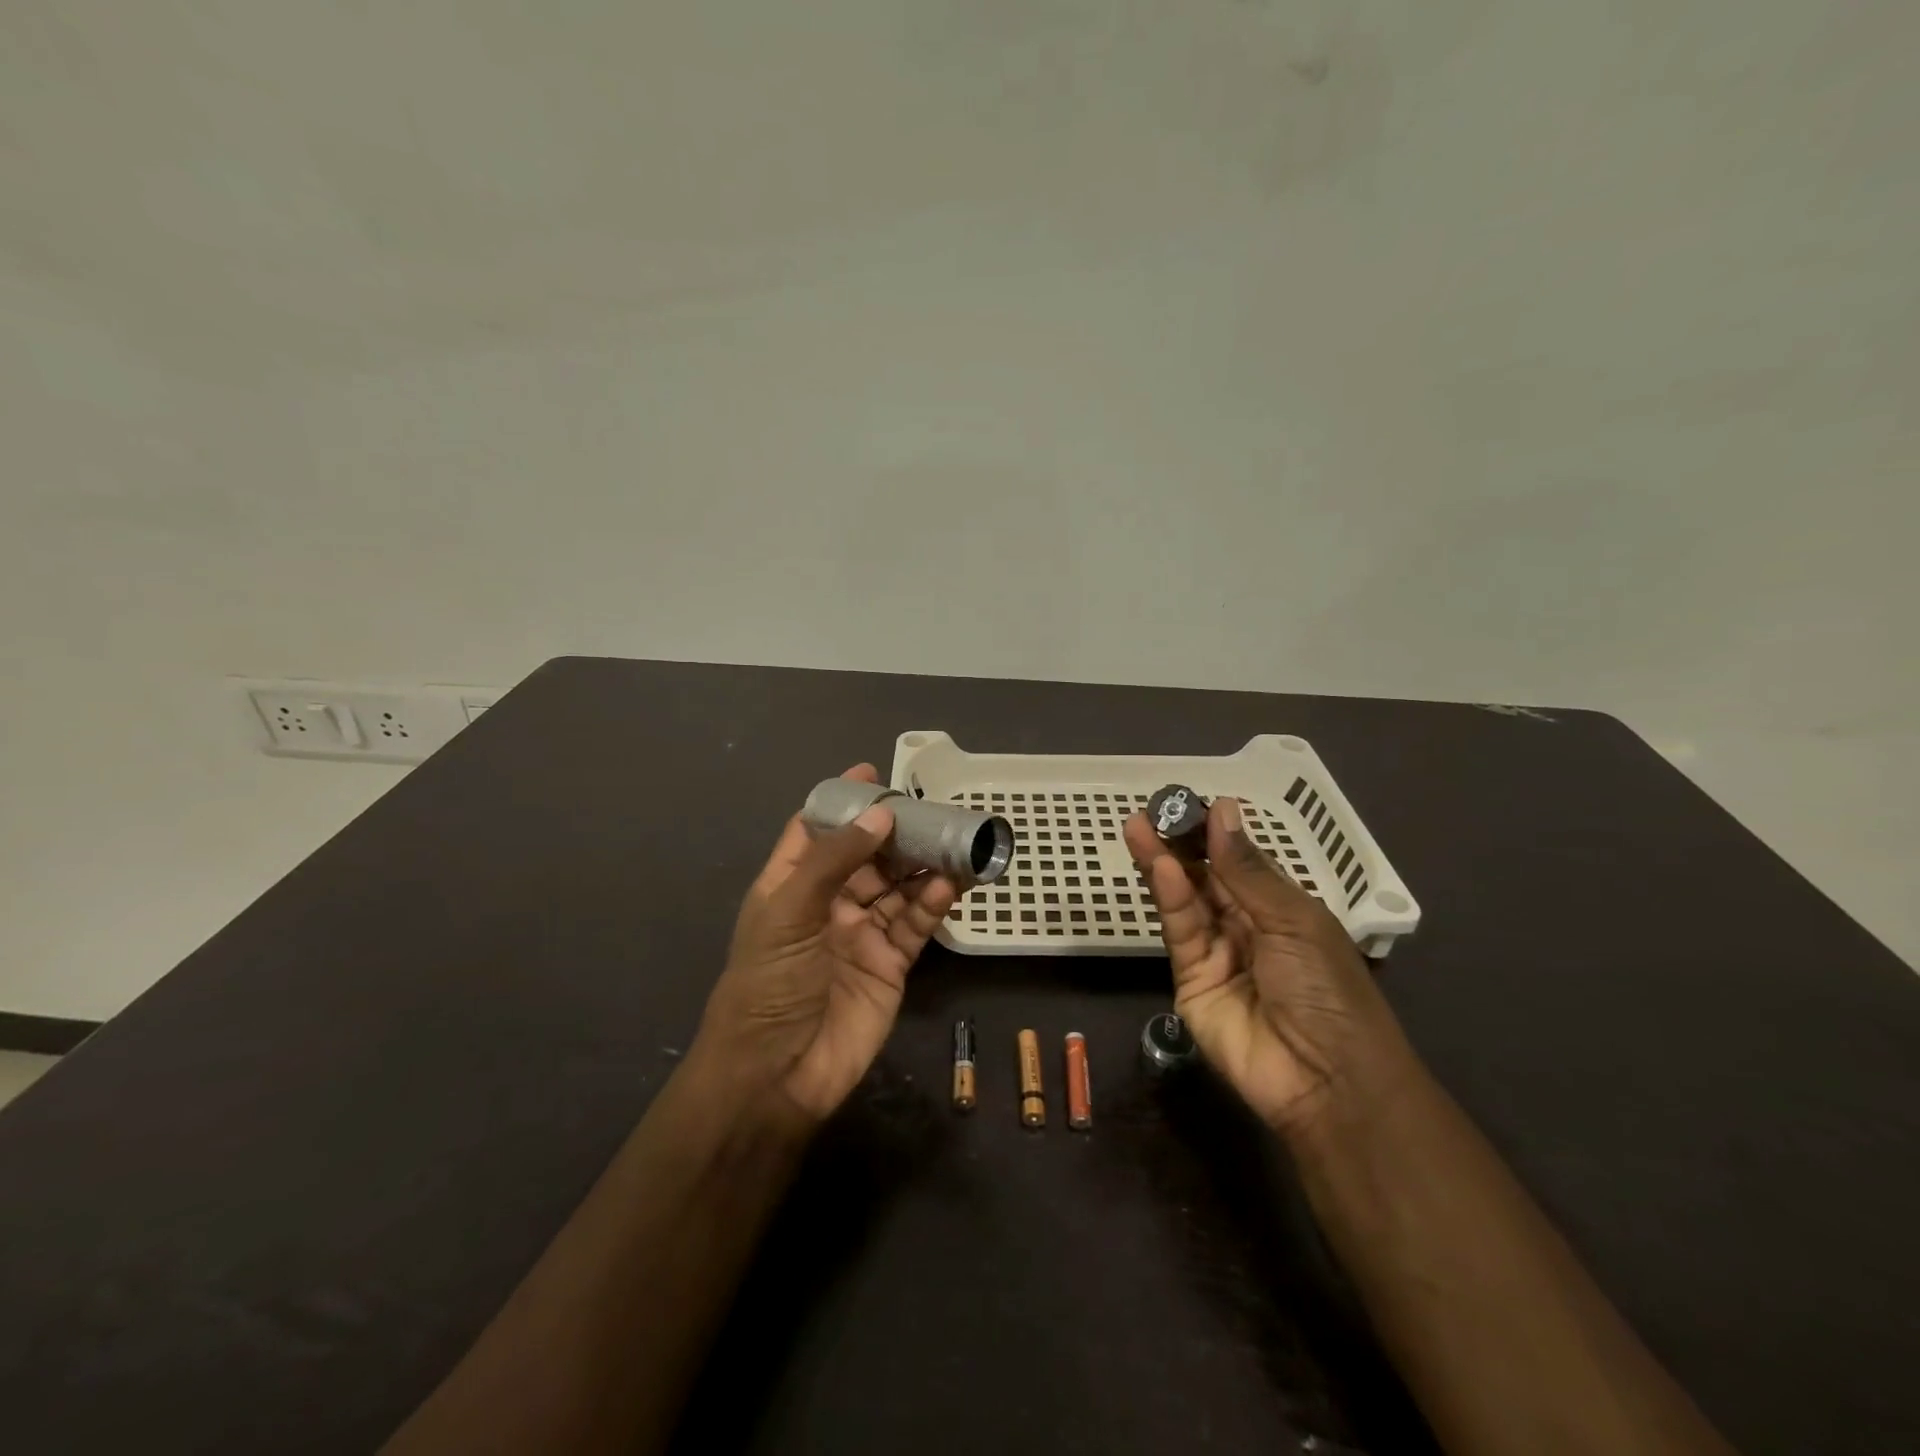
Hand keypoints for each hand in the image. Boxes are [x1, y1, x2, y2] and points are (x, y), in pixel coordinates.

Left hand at [694, 764, 957, 1123]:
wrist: (777, 1075)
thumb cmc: (770, 984)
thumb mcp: (790, 912)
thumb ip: (835, 860)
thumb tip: (880, 814)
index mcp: (791, 885)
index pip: (816, 829)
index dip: (842, 801)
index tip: (873, 773)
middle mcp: (828, 903)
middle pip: (868, 855)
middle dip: (897, 832)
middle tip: (932, 808)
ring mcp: (862, 933)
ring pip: (899, 887)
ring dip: (924, 864)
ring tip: (955, 839)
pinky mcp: (892, 963)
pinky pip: (916, 923)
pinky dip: (934, 903)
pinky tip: (952, 884)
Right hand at [1124, 798, 1418, 1136]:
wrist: (1327, 1080)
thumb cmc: (1327, 989)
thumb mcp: (1293, 920)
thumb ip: (1246, 869)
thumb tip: (1223, 809)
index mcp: (1282, 909)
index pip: (1240, 862)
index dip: (1215, 833)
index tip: (1188, 802)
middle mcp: (1247, 926)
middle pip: (1207, 877)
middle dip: (1181, 843)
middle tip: (1152, 809)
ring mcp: (1217, 954)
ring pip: (1186, 900)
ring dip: (1164, 863)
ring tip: (1139, 827)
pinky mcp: (1190, 979)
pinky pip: (1180, 932)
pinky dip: (1170, 897)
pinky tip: (1160, 867)